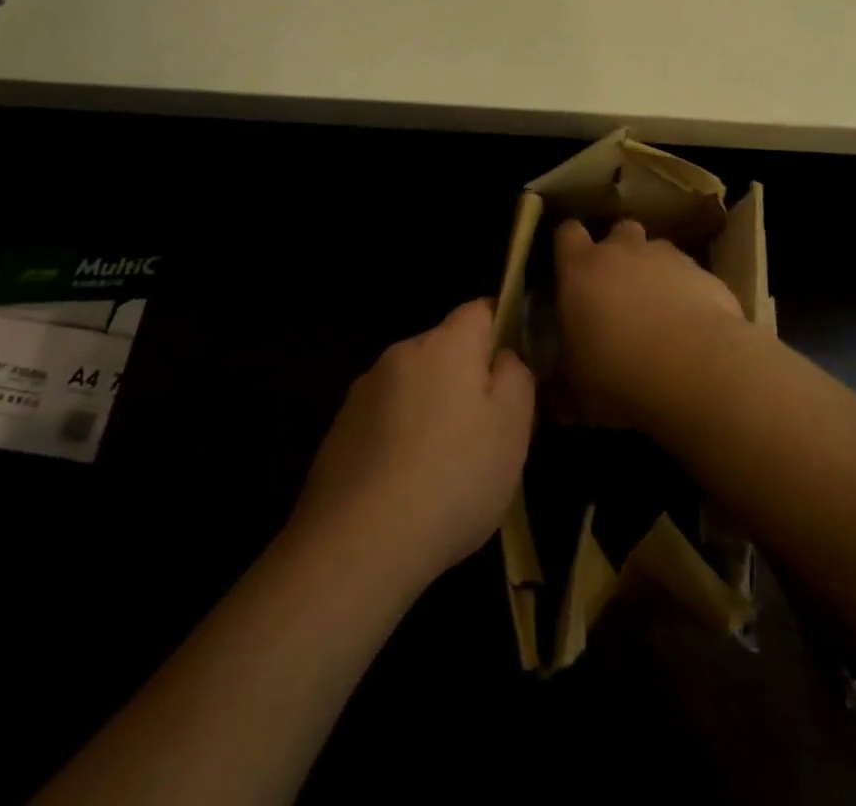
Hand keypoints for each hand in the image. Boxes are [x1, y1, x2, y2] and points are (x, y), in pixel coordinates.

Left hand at [291, 300, 534, 594]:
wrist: (357, 547)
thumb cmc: (452, 479)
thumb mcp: (513, 427)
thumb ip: (517, 375)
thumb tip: (504, 356)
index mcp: (445, 344)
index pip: (480, 309)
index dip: (503, 331)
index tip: (513, 374)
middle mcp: (401, 353)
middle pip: (446, 349)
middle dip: (467, 379)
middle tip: (486, 433)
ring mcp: (363, 392)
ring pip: (415, 386)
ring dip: (432, 410)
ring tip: (444, 469)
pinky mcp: (339, 430)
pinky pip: (385, 420)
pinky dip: (400, 439)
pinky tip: (406, 487)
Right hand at [554, 218, 745, 426]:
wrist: (696, 368)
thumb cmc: (619, 374)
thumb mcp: (576, 392)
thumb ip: (563, 384)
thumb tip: (556, 399)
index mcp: (581, 269)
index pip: (567, 233)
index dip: (568, 246)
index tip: (569, 267)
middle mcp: (623, 251)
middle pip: (619, 231)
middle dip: (618, 251)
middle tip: (617, 288)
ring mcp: (668, 258)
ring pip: (657, 251)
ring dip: (654, 271)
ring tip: (658, 310)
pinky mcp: (705, 274)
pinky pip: (690, 275)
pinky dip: (688, 292)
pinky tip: (691, 326)